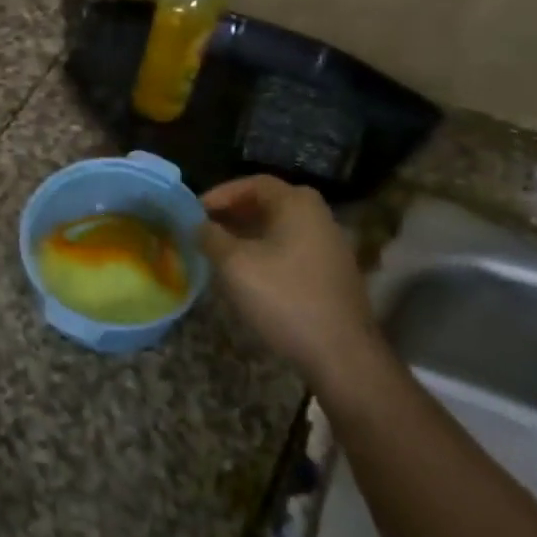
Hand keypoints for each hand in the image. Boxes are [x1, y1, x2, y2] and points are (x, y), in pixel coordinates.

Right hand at [199, 176, 384, 387]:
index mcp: (297, 204)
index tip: (195, 212)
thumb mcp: (235, 264)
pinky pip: (291, 247)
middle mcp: (318, 215)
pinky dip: (266, 250)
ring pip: (279, 227)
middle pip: (268, 203)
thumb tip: (198, 225)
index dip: (220, 194)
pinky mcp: (331, 271)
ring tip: (219, 251)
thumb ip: (211, 237)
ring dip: (247, 234)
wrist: (340, 352)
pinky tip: (248, 272)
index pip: (253, 183)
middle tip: (204, 229)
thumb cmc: (284, 298)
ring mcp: (329, 244)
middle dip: (233, 213)